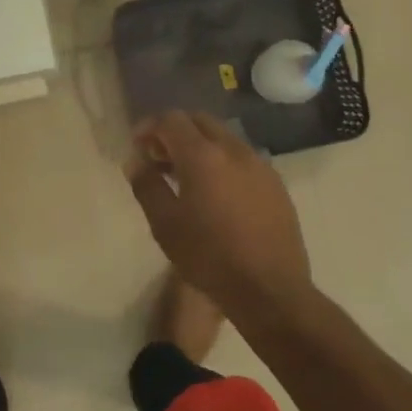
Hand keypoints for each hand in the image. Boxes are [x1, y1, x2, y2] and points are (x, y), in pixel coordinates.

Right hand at [126, 111, 316, 323]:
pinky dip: (222, 162)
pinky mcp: (276, 185)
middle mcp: (234, 150)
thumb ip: (146, 185)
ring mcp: (260, 165)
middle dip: (175, 131)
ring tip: (185, 177)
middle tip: (158, 158)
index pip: (171, 119)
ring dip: (200, 146)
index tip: (137, 146)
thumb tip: (135, 161)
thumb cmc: (209, 257)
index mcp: (203, 156)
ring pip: (223, 138)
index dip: (150, 126)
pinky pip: (242, 159)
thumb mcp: (164, 224)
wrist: (270, 290)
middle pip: (199, 121)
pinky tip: (216, 193)